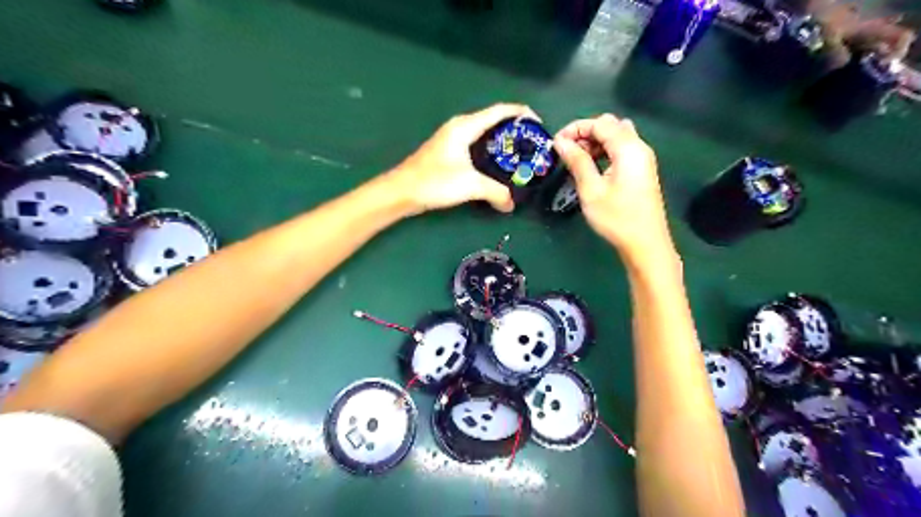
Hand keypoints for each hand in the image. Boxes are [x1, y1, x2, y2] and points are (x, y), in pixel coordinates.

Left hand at [388, 102, 540, 213]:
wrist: (402, 192)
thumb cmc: (435, 182)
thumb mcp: (470, 185)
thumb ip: (495, 192)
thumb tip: (510, 205)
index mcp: (466, 126)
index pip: (500, 111)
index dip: (521, 114)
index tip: (539, 124)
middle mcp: (460, 127)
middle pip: (493, 121)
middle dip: (515, 131)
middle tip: (533, 146)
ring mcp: (452, 140)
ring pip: (484, 135)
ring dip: (502, 143)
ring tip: (520, 157)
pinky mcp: (448, 153)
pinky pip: (476, 146)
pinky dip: (490, 152)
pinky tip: (497, 167)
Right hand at [553, 113, 673, 263]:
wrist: (645, 244)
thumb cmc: (616, 217)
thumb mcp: (591, 189)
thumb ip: (577, 161)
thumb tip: (560, 142)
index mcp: (628, 148)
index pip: (600, 123)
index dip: (576, 128)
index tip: (556, 143)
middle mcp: (639, 147)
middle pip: (610, 126)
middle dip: (586, 133)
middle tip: (567, 152)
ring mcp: (643, 159)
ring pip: (617, 137)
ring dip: (595, 142)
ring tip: (578, 161)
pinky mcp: (642, 170)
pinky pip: (622, 150)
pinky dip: (605, 151)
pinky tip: (593, 168)